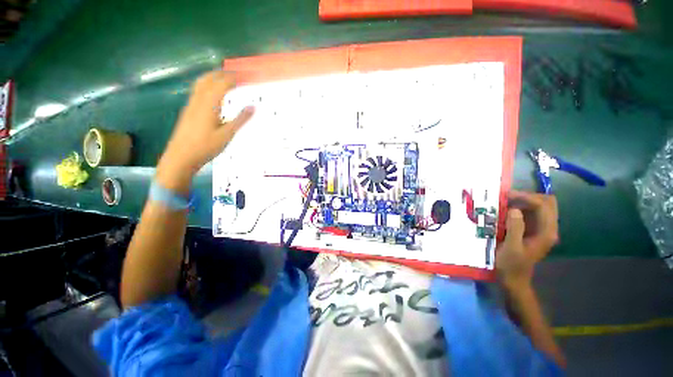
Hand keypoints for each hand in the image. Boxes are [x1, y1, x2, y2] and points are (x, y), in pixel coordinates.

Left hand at [157, 71, 253, 189]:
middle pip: (209, 79)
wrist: (181, 156)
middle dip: (222, 73)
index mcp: (209, 104)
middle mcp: (198, 100)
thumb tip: (254, 106)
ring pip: (201, 83)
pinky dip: (207, 85)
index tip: (245, 75)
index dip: (233, 78)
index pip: (222, 84)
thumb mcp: (227, 134)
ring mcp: (191, 105)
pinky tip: (212, 93)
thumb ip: (240, 119)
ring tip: (224, 78)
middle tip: (235, 73)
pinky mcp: (188, 110)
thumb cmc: (206, 147)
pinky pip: (197, 91)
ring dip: (213, 77)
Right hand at [496, 191, 558, 291]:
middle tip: (506, 198)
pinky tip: (505, 210)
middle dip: (527, 196)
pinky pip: (530, 212)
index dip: (527, 197)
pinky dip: (519, 207)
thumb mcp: (511, 247)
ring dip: (523, 201)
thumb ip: (515, 228)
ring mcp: (541, 229)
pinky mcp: (532, 230)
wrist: (513, 279)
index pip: (543, 206)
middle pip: (546, 202)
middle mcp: (548, 228)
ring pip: (539, 206)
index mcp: (546, 232)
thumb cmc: (511, 265)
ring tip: (504, 202)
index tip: (506, 196)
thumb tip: (514, 209)